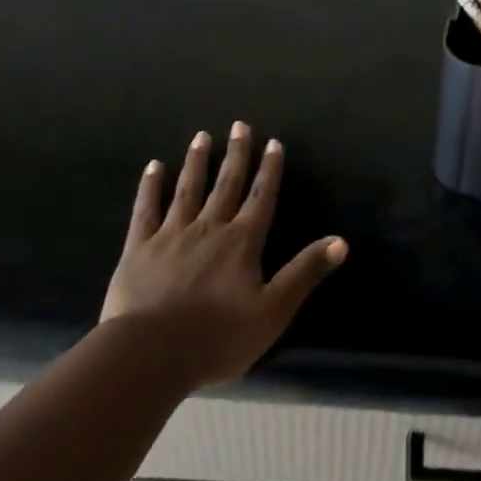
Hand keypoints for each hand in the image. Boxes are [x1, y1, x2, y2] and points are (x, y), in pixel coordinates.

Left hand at [101, 122, 346, 388]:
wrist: (151, 355)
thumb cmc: (218, 337)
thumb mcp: (273, 311)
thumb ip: (305, 273)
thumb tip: (341, 241)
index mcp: (242, 241)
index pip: (260, 197)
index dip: (269, 170)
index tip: (273, 142)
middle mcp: (210, 227)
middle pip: (226, 183)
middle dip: (236, 154)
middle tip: (239, 125)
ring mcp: (172, 234)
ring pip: (188, 189)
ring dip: (197, 162)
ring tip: (202, 136)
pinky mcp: (139, 248)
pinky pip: (147, 209)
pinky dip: (151, 186)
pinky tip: (154, 166)